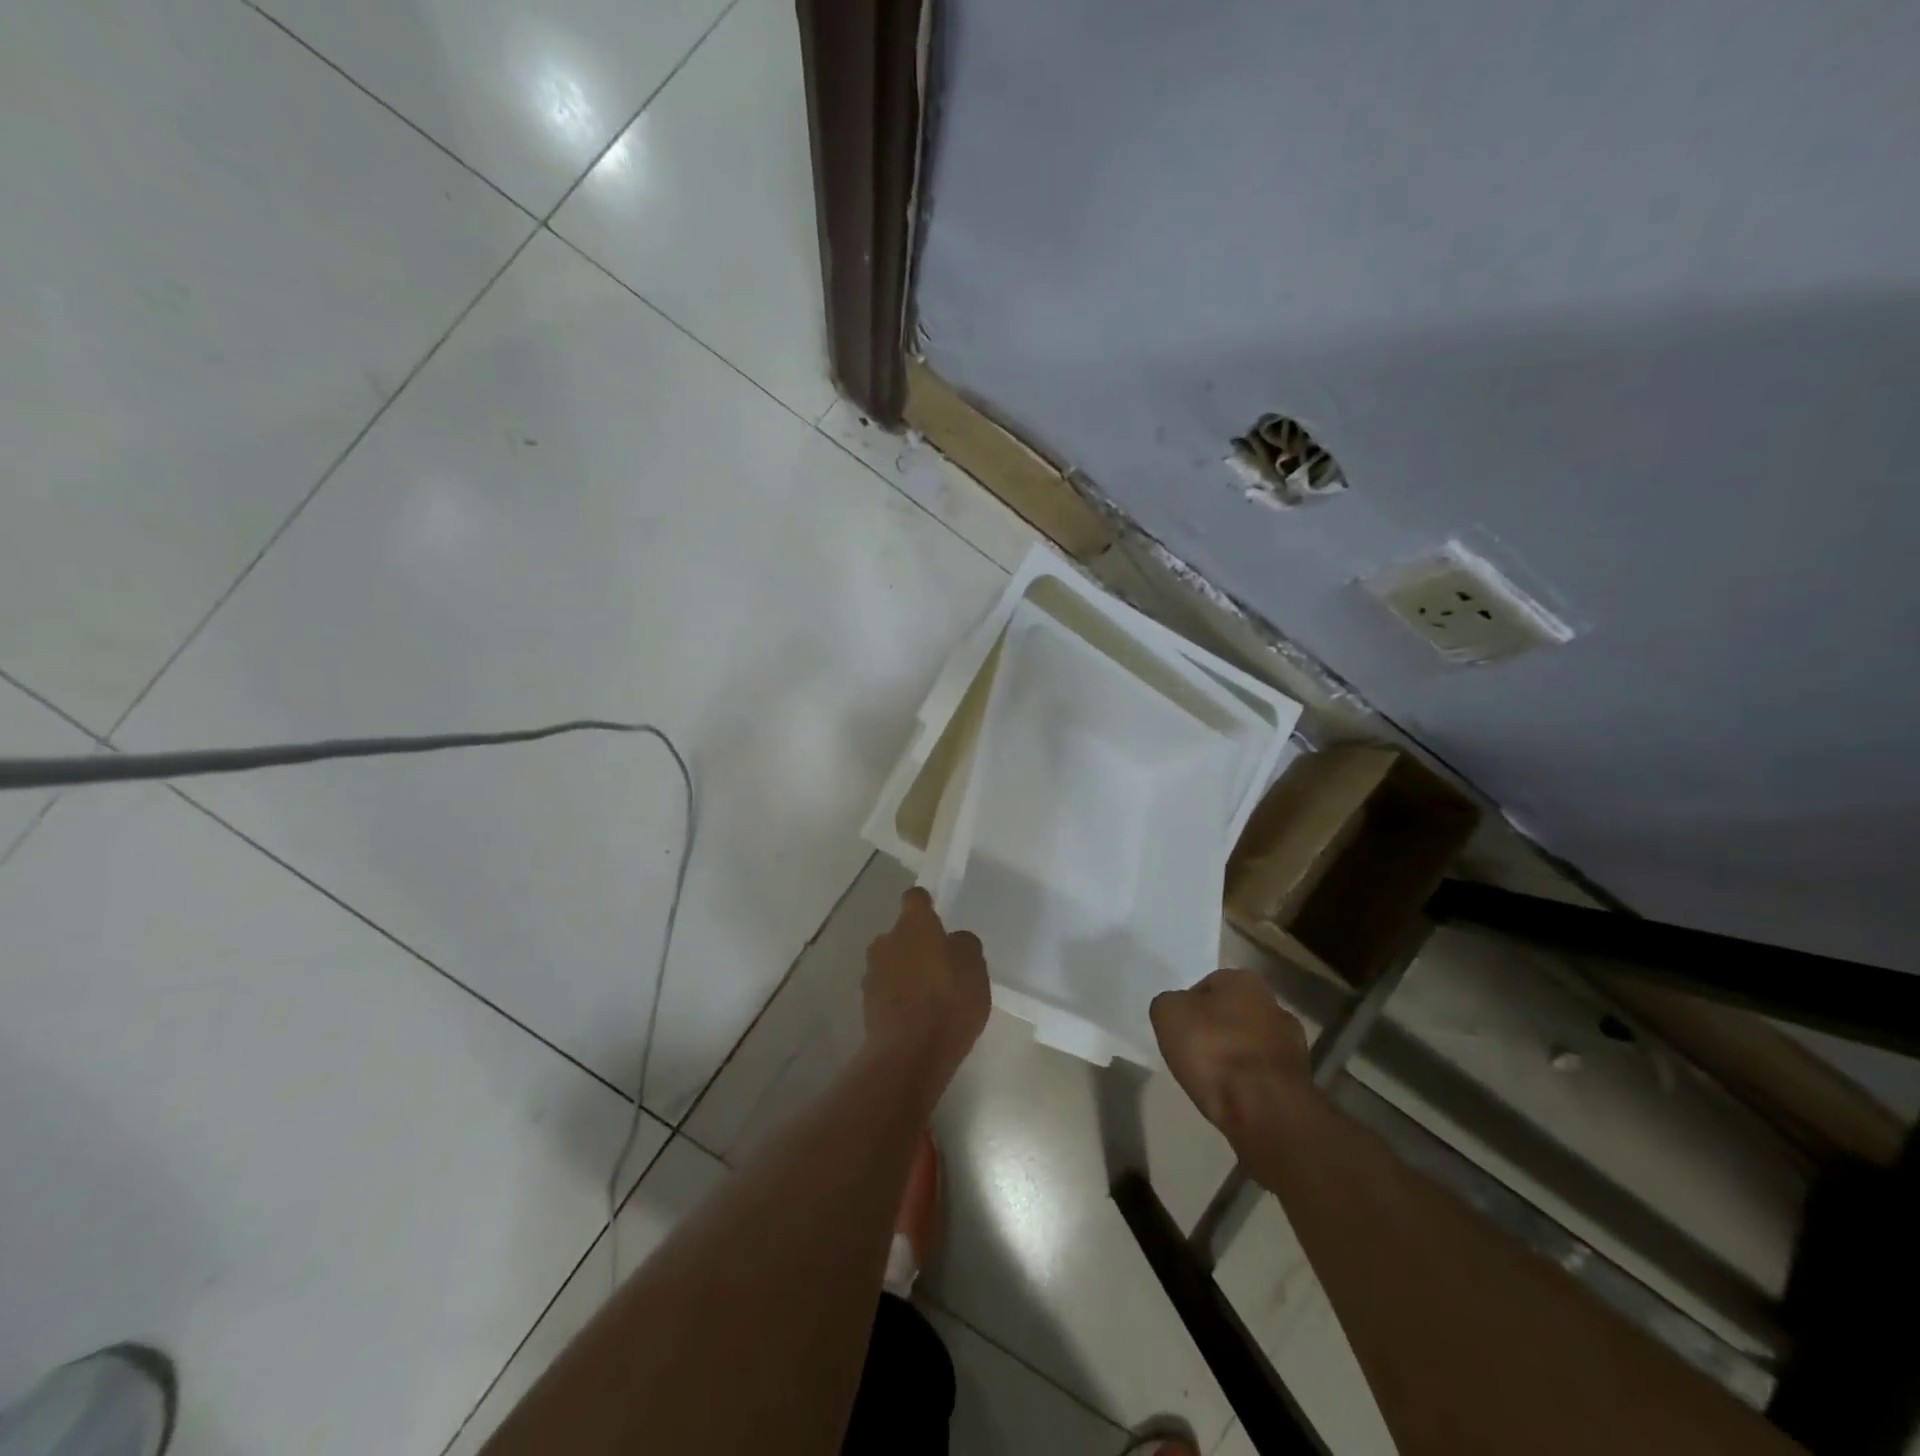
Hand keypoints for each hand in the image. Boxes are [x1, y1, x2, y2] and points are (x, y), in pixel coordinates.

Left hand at [864, 888, 990, 1082]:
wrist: (910, 1053)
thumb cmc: (948, 1000)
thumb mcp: (974, 967)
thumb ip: (964, 945)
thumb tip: (954, 941)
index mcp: (914, 925)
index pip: (915, 899)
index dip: (926, 904)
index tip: (936, 913)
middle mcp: (886, 941)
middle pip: (901, 934)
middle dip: (916, 944)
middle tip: (939, 963)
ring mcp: (872, 973)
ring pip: (891, 962)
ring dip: (905, 971)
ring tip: (928, 994)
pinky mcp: (866, 1004)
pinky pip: (886, 990)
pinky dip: (898, 997)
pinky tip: (916, 1015)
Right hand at [1151, 969, 1312, 1144]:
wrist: (1265, 1109)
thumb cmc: (1213, 1050)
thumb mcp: (1167, 1014)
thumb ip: (1170, 1004)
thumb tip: (1179, 1010)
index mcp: (1243, 980)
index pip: (1208, 985)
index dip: (1190, 1007)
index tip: (1179, 1031)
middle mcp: (1273, 1004)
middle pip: (1234, 1013)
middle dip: (1217, 1030)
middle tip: (1195, 1053)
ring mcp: (1292, 1043)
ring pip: (1252, 1044)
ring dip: (1236, 1056)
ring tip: (1214, 1080)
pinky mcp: (1300, 1080)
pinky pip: (1264, 1073)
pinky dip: (1251, 1082)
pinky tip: (1235, 1097)